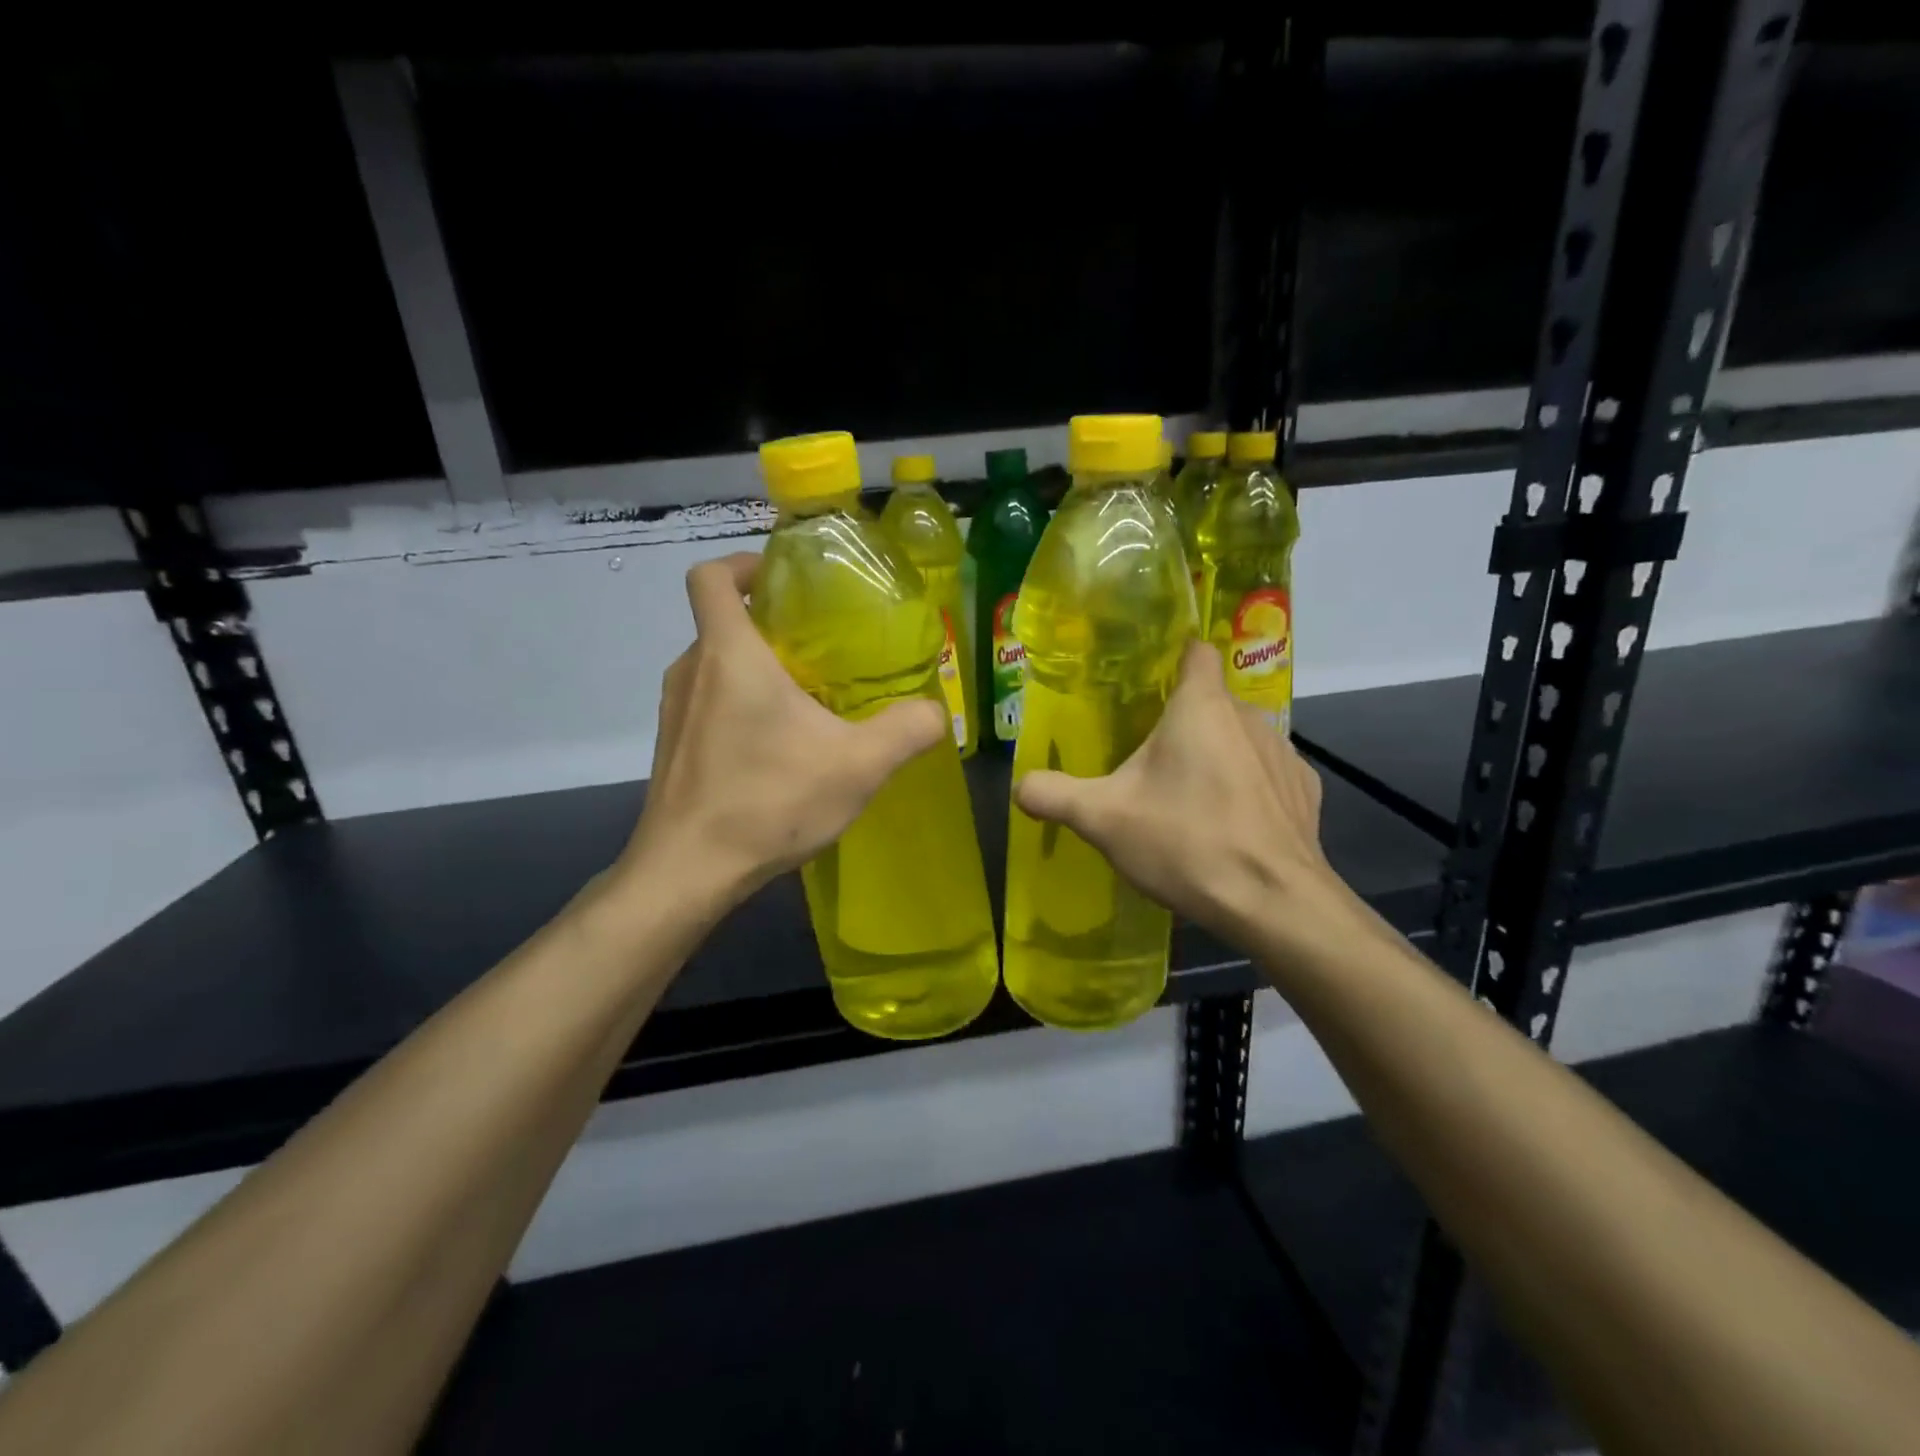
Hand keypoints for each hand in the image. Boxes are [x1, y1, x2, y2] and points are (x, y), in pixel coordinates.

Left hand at [613, 553, 947, 908]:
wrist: (688, 872)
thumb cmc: (769, 802)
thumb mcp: (858, 766)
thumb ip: (907, 730)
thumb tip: (936, 712)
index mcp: (729, 655)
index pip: (711, 576)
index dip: (744, 564)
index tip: (783, 581)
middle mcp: (691, 671)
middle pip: (722, 622)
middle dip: (770, 624)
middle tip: (822, 648)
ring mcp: (674, 711)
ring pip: (716, 666)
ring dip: (756, 669)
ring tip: (807, 699)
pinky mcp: (671, 747)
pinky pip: (707, 704)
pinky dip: (739, 706)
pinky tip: (778, 749)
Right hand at [1015, 640, 1368, 968]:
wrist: (1274, 904)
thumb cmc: (1186, 843)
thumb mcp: (1102, 820)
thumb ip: (1054, 795)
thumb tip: (1020, 786)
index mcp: (1201, 707)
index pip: (1195, 651)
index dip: (1172, 658)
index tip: (1148, 682)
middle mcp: (1250, 716)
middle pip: (1211, 701)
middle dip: (1183, 722)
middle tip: (1149, 758)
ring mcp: (1285, 754)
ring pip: (1241, 738)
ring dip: (1218, 755)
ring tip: (1189, 798)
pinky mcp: (1306, 792)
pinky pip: (1268, 775)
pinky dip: (1249, 789)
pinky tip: (1231, 825)